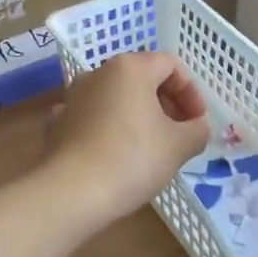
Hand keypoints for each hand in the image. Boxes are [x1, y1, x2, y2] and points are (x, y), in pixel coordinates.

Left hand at [45, 52, 209, 222]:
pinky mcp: (59, 122)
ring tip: (151, 147)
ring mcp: (74, 96)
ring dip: (139, 115)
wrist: (71, 192)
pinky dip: (111, 128)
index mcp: (130, 68)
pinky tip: (118, 155)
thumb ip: (197, 130)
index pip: (171, 65)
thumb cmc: (133, 159)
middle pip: (142, 78)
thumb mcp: (179, 145)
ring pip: (116, 97)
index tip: (198, 121)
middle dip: (167, 103)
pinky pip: (94, 118)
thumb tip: (197, 127)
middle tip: (180, 133)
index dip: (191, 91)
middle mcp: (99, 72)